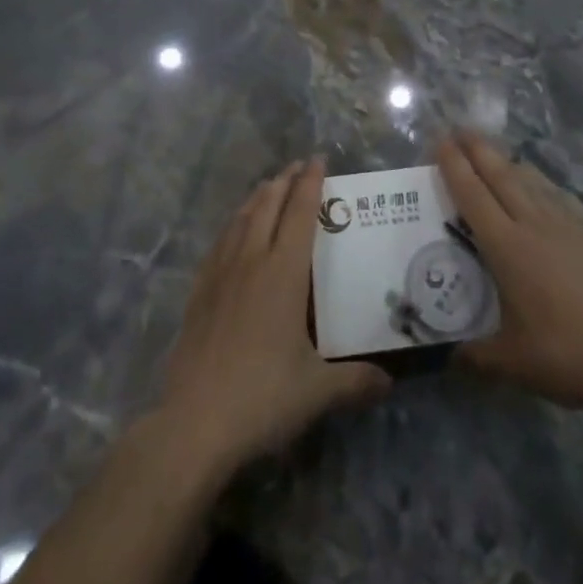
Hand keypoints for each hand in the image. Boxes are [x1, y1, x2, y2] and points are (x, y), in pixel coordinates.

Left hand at [155, 158, 389, 481]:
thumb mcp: (317, 391)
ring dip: (257, 197)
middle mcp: (251, 261)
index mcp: (283, 272)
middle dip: (284, 181)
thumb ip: (355, 381)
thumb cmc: (262, 397)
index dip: (310, 183)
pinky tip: (232, 232)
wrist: (193, 424)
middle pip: (268, 206)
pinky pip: (219, 244)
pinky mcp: (198, 294)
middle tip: (297, 166)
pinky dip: (232, 225)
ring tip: (268, 186)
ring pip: (240, 220)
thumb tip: (389, 381)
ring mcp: (220, 275)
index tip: (318, 159)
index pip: (300, 213)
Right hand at [438, 131, 582, 413]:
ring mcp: (565, 225)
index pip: (473, 195)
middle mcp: (533, 224)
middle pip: (501, 175)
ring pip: (530, 181)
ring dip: (507, 162)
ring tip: (495, 154)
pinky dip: (538, 184)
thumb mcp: (512, 364)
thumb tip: (449, 358)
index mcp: (507, 247)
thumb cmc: (565, 353)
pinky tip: (540, 189)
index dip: (455, 166)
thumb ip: (476, 357)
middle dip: (478, 149)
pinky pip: (555, 196)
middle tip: (460, 130)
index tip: (441, 140)